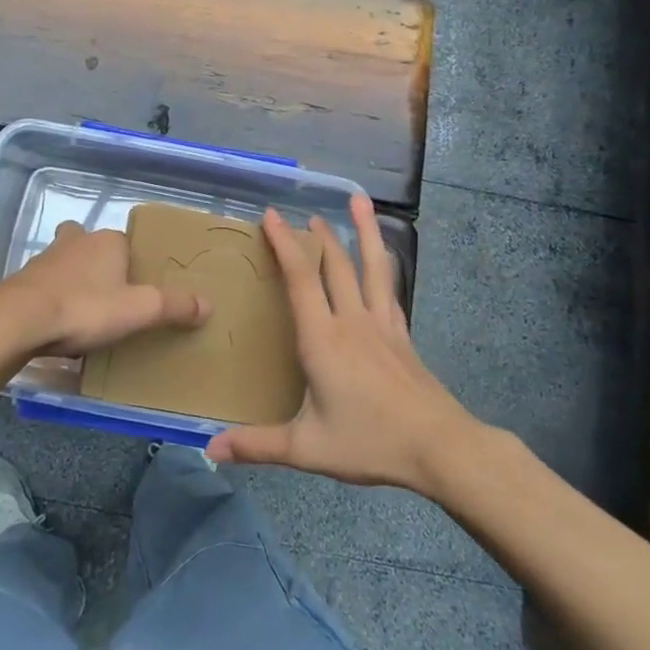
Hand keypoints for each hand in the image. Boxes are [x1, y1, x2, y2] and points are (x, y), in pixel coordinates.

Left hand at [0, 220, 207, 357]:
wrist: (18, 321)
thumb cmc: (85, 308)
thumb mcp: (138, 311)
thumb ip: (173, 306)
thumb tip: (208, 304)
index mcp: (108, 241)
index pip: (128, 243)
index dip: (133, 263)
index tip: (138, 288)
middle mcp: (77, 241)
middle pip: (93, 245)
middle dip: (99, 263)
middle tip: (111, 294)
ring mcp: (46, 258)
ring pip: (67, 261)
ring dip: (74, 279)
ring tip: (85, 311)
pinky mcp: (24, 280)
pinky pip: (46, 284)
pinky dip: (54, 297)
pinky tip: (58, 322)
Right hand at [206, 195, 477, 492]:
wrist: (439, 446)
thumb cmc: (370, 441)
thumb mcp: (307, 447)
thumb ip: (258, 445)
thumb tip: (209, 448)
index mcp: (323, 339)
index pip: (301, 279)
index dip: (284, 244)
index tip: (272, 215)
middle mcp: (352, 321)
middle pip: (335, 265)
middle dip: (318, 235)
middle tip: (305, 214)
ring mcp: (382, 325)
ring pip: (371, 267)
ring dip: (363, 231)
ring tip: (359, 200)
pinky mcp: (401, 335)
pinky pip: (389, 288)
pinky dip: (383, 265)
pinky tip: (384, 258)